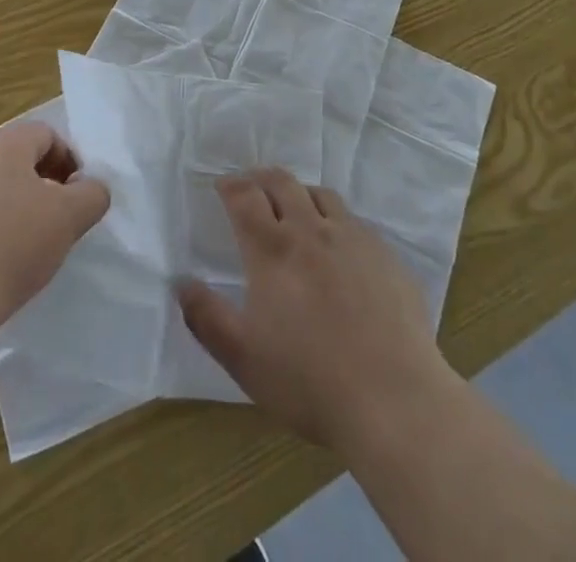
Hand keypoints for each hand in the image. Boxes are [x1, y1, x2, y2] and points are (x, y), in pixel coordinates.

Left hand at [0, 121, 109, 342]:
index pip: (48, 135)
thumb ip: (92, 194)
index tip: (78, 197)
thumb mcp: (69, 219)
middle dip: (44, 181)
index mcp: (5, 144)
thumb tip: (90, 187)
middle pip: (19, 157)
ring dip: (16, 202)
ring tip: (28, 241)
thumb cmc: (11, 248)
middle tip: (57, 217)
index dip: (70, 161)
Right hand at [177, 169, 454, 453]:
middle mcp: (311, 230)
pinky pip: (354, 221)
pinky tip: (339, 248)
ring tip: (294, 209)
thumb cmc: (309, 381)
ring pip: (320, 194)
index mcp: (272, 249)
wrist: (393, 398)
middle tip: (252, 186)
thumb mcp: (243, 359)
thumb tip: (181, 282)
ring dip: (300, 194)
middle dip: (261, 178)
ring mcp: (353, 238)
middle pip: (282, 182)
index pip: (245, 196)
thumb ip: (207, 317)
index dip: (230, 185)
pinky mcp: (385, 254)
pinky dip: (336, 222)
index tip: (222, 186)